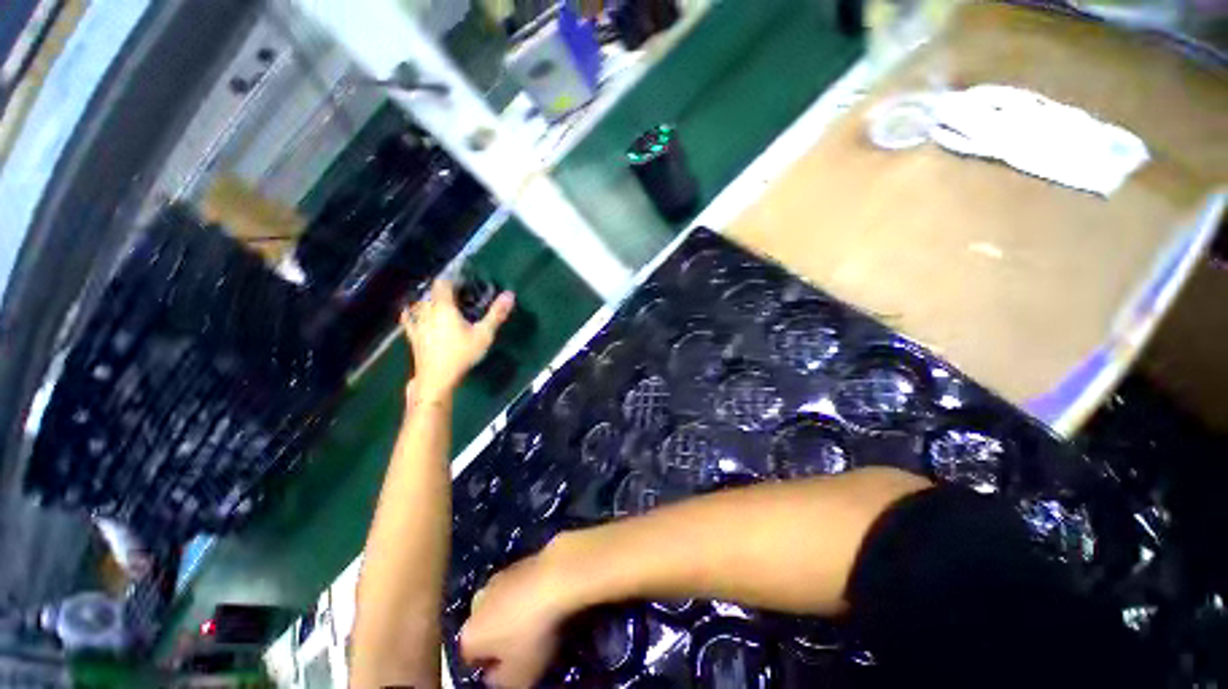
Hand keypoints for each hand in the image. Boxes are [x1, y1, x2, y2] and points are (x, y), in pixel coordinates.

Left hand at [402, 278, 513, 403]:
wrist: (437, 378)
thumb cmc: (462, 354)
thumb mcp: (484, 334)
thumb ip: (496, 314)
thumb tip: (510, 294)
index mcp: (444, 307)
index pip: (443, 283)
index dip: (452, 277)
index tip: (464, 278)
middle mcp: (427, 311)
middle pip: (432, 293)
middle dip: (444, 289)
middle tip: (459, 293)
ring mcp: (417, 324)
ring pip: (420, 304)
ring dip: (430, 299)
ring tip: (441, 301)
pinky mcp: (413, 336)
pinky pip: (408, 319)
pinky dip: (411, 312)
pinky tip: (410, 311)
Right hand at [459, 546, 571, 688]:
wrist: (554, 578)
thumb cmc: (532, 633)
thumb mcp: (518, 675)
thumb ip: (500, 682)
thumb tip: (495, 676)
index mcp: (469, 635)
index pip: (471, 659)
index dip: (491, 666)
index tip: (511, 667)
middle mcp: (476, 604)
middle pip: (485, 628)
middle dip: (500, 636)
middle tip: (523, 644)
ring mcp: (497, 579)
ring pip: (501, 604)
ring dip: (513, 613)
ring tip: (536, 620)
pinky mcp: (518, 562)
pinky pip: (518, 586)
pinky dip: (527, 593)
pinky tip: (545, 598)